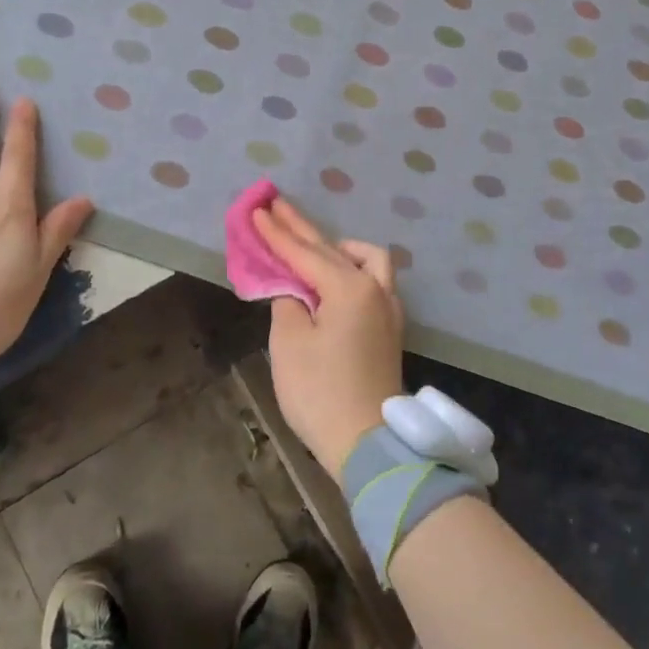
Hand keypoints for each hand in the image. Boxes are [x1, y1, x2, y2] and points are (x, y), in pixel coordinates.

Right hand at [251, 196, 404, 478]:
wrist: (368, 443)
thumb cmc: (321, 391)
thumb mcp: (289, 343)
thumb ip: (288, 302)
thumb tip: (294, 290)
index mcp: (349, 287)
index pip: (304, 253)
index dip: (277, 233)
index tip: (258, 209)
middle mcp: (375, 288)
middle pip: (333, 249)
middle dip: (302, 229)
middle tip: (277, 205)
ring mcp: (388, 308)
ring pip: (366, 260)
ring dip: (338, 247)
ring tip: (312, 247)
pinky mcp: (390, 328)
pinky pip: (373, 281)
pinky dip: (352, 269)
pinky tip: (339, 278)